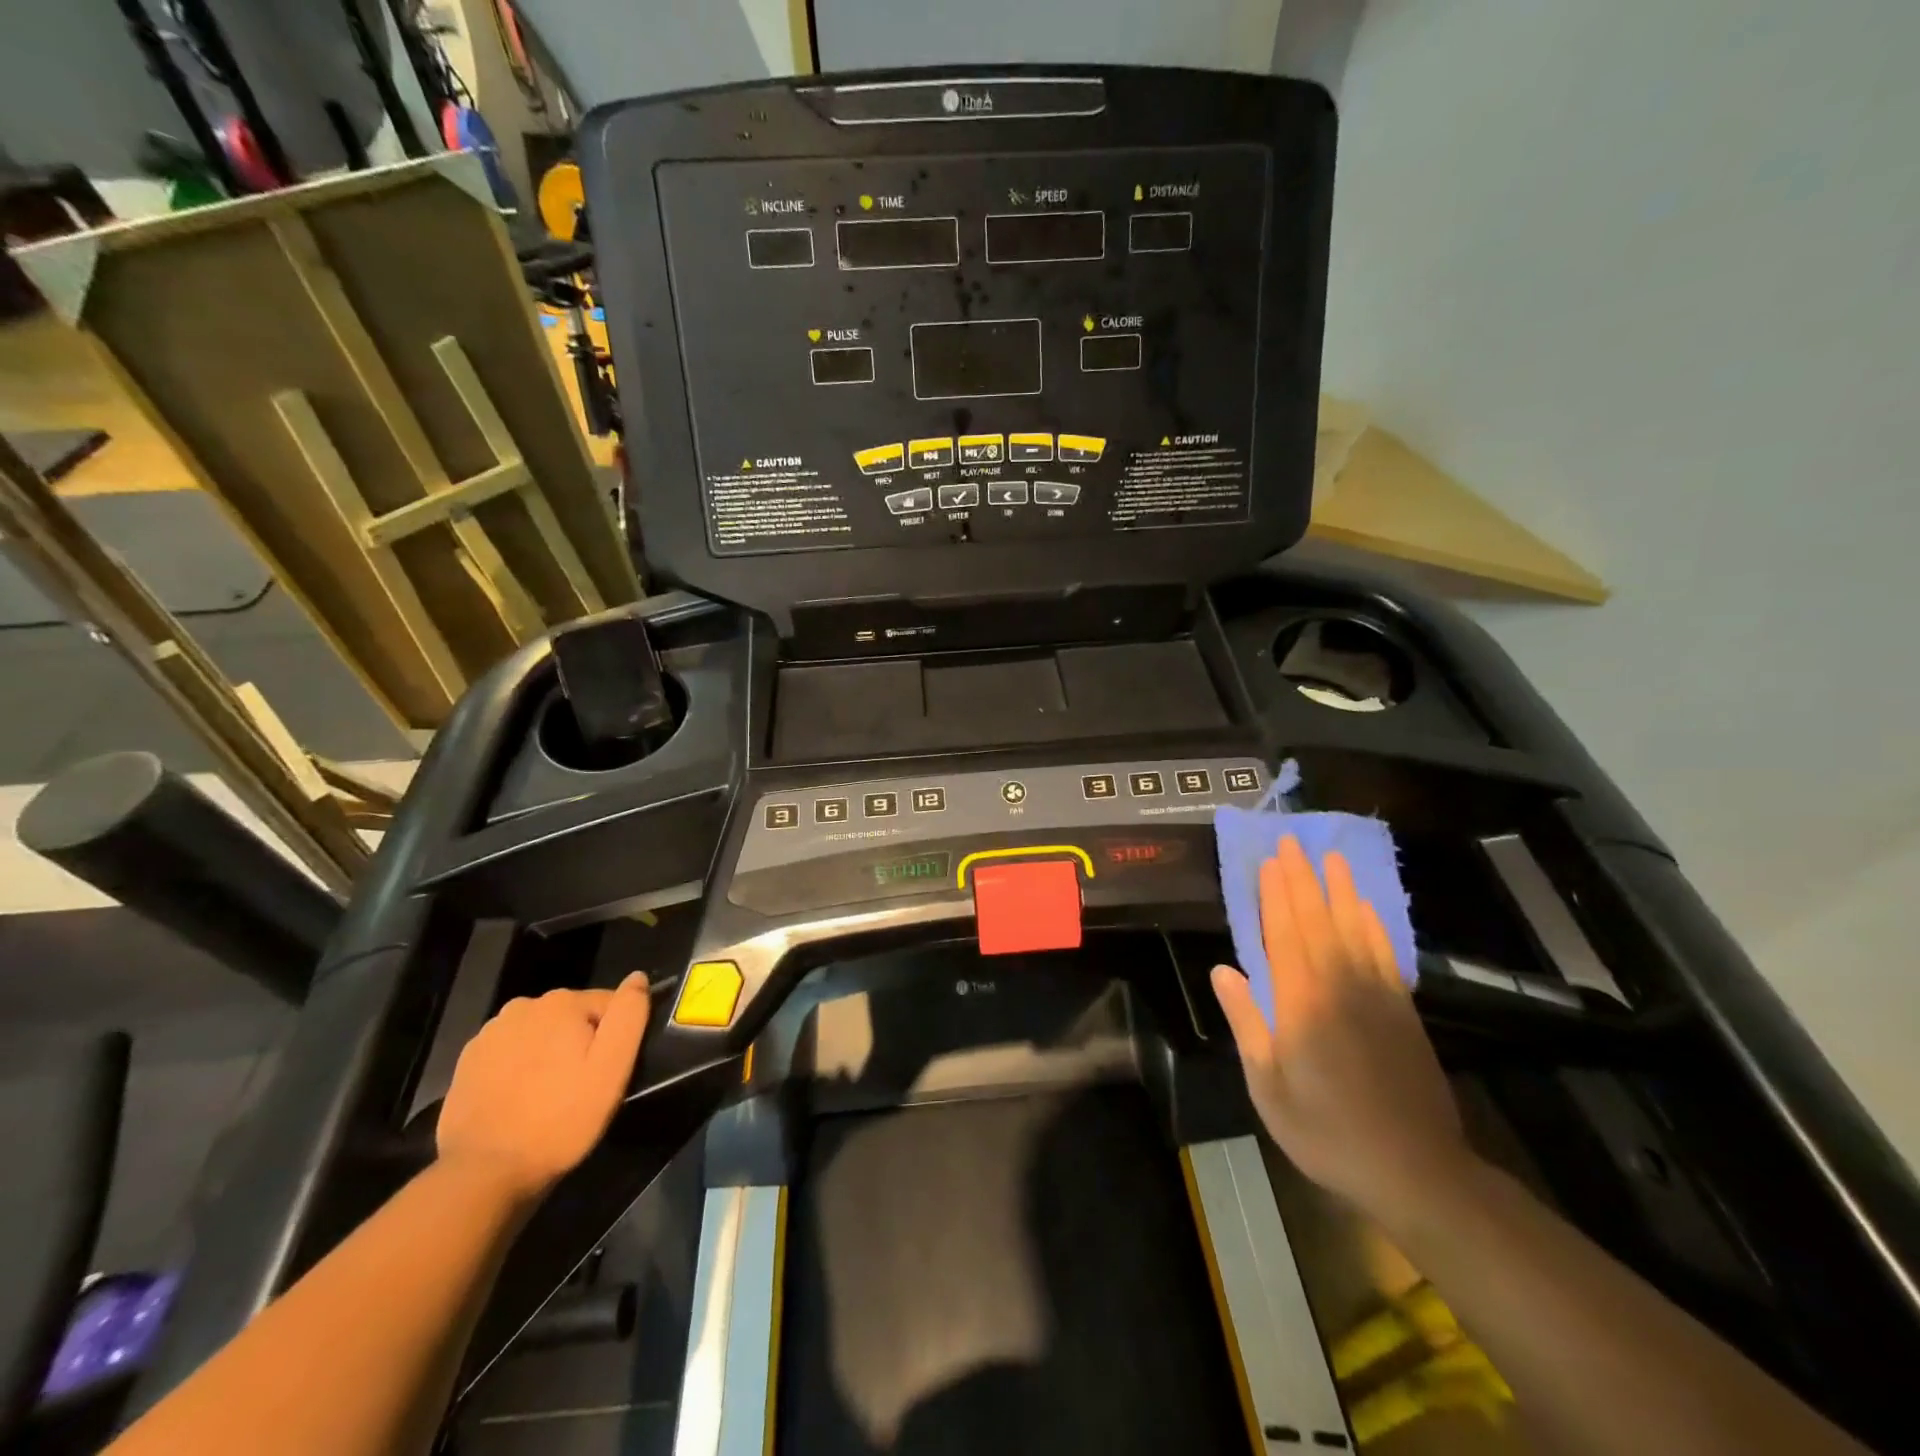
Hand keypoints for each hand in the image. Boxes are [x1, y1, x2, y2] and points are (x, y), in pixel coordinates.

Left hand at [436, 973, 650, 1203]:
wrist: (484, 1173)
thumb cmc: (561, 1118)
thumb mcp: (613, 1067)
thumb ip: (629, 1014)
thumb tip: (638, 977)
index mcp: (562, 1002)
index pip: (608, 1004)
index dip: (614, 1038)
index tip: (607, 1072)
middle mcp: (523, 1006)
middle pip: (571, 1017)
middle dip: (580, 1043)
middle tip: (581, 1087)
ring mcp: (490, 1033)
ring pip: (540, 1033)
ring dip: (549, 1054)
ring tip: (549, 1095)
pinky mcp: (467, 1061)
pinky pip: (510, 1053)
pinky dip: (519, 1068)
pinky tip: (520, 1099)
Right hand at [1211, 837, 1472, 1221]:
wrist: (1416, 1170)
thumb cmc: (1327, 1132)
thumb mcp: (1269, 1087)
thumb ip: (1247, 1024)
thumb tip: (1223, 971)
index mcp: (1301, 1004)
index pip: (1284, 934)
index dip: (1275, 895)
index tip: (1269, 861)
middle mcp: (1339, 987)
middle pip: (1317, 921)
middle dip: (1303, 879)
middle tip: (1293, 841)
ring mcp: (1376, 996)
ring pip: (1353, 928)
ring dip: (1339, 890)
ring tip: (1331, 857)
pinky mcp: (1402, 1010)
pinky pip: (1384, 953)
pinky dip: (1372, 924)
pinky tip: (1364, 907)